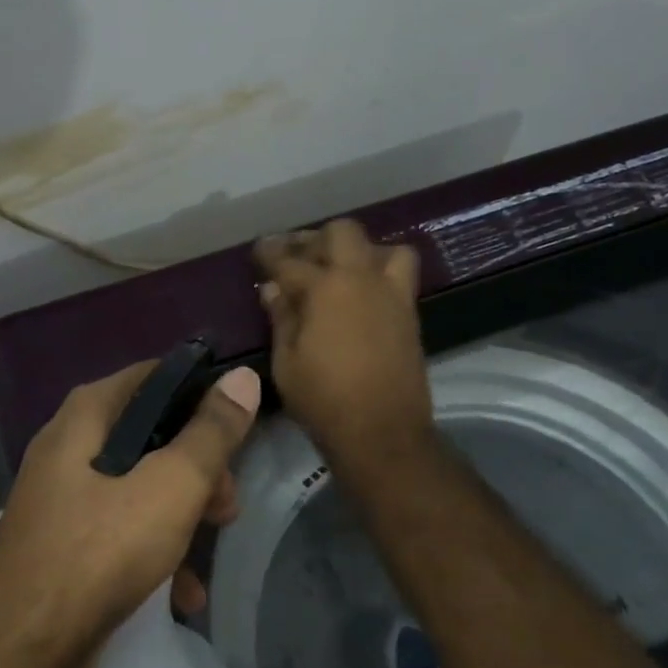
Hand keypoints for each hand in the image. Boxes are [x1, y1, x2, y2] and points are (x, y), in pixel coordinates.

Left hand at [0, 361, 262, 667]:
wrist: (20, 649)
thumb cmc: (100, 552)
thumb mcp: (170, 487)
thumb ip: (211, 433)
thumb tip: (242, 377)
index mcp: (87, 415)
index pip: (155, 376)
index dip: (201, 396)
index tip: (236, 431)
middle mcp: (69, 444)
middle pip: (151, 433)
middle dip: (198, 467)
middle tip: (227, 504)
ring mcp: (62, 494)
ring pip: (138, 483)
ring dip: (182, 512)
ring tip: (212, 546)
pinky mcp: (63, 538)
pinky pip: (118, 527)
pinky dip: (153, 548)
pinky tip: (183, 591)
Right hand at [255, 219, 435, 470]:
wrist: (383, 433)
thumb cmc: (324, 400)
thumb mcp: (286, 362)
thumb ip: (281, 318)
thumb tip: (273, 289)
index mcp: (326, 288)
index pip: (290, 259)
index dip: (270, 252)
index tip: (258, 250)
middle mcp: (362, 279)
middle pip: (342, 233)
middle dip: (315, 238)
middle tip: (297, 256)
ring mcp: (392, 294)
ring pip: (381, 247)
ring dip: (358, 251)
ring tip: (338, 270)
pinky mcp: (409, 313)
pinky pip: (398, 274)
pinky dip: (377, 271)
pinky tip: (358, 294)